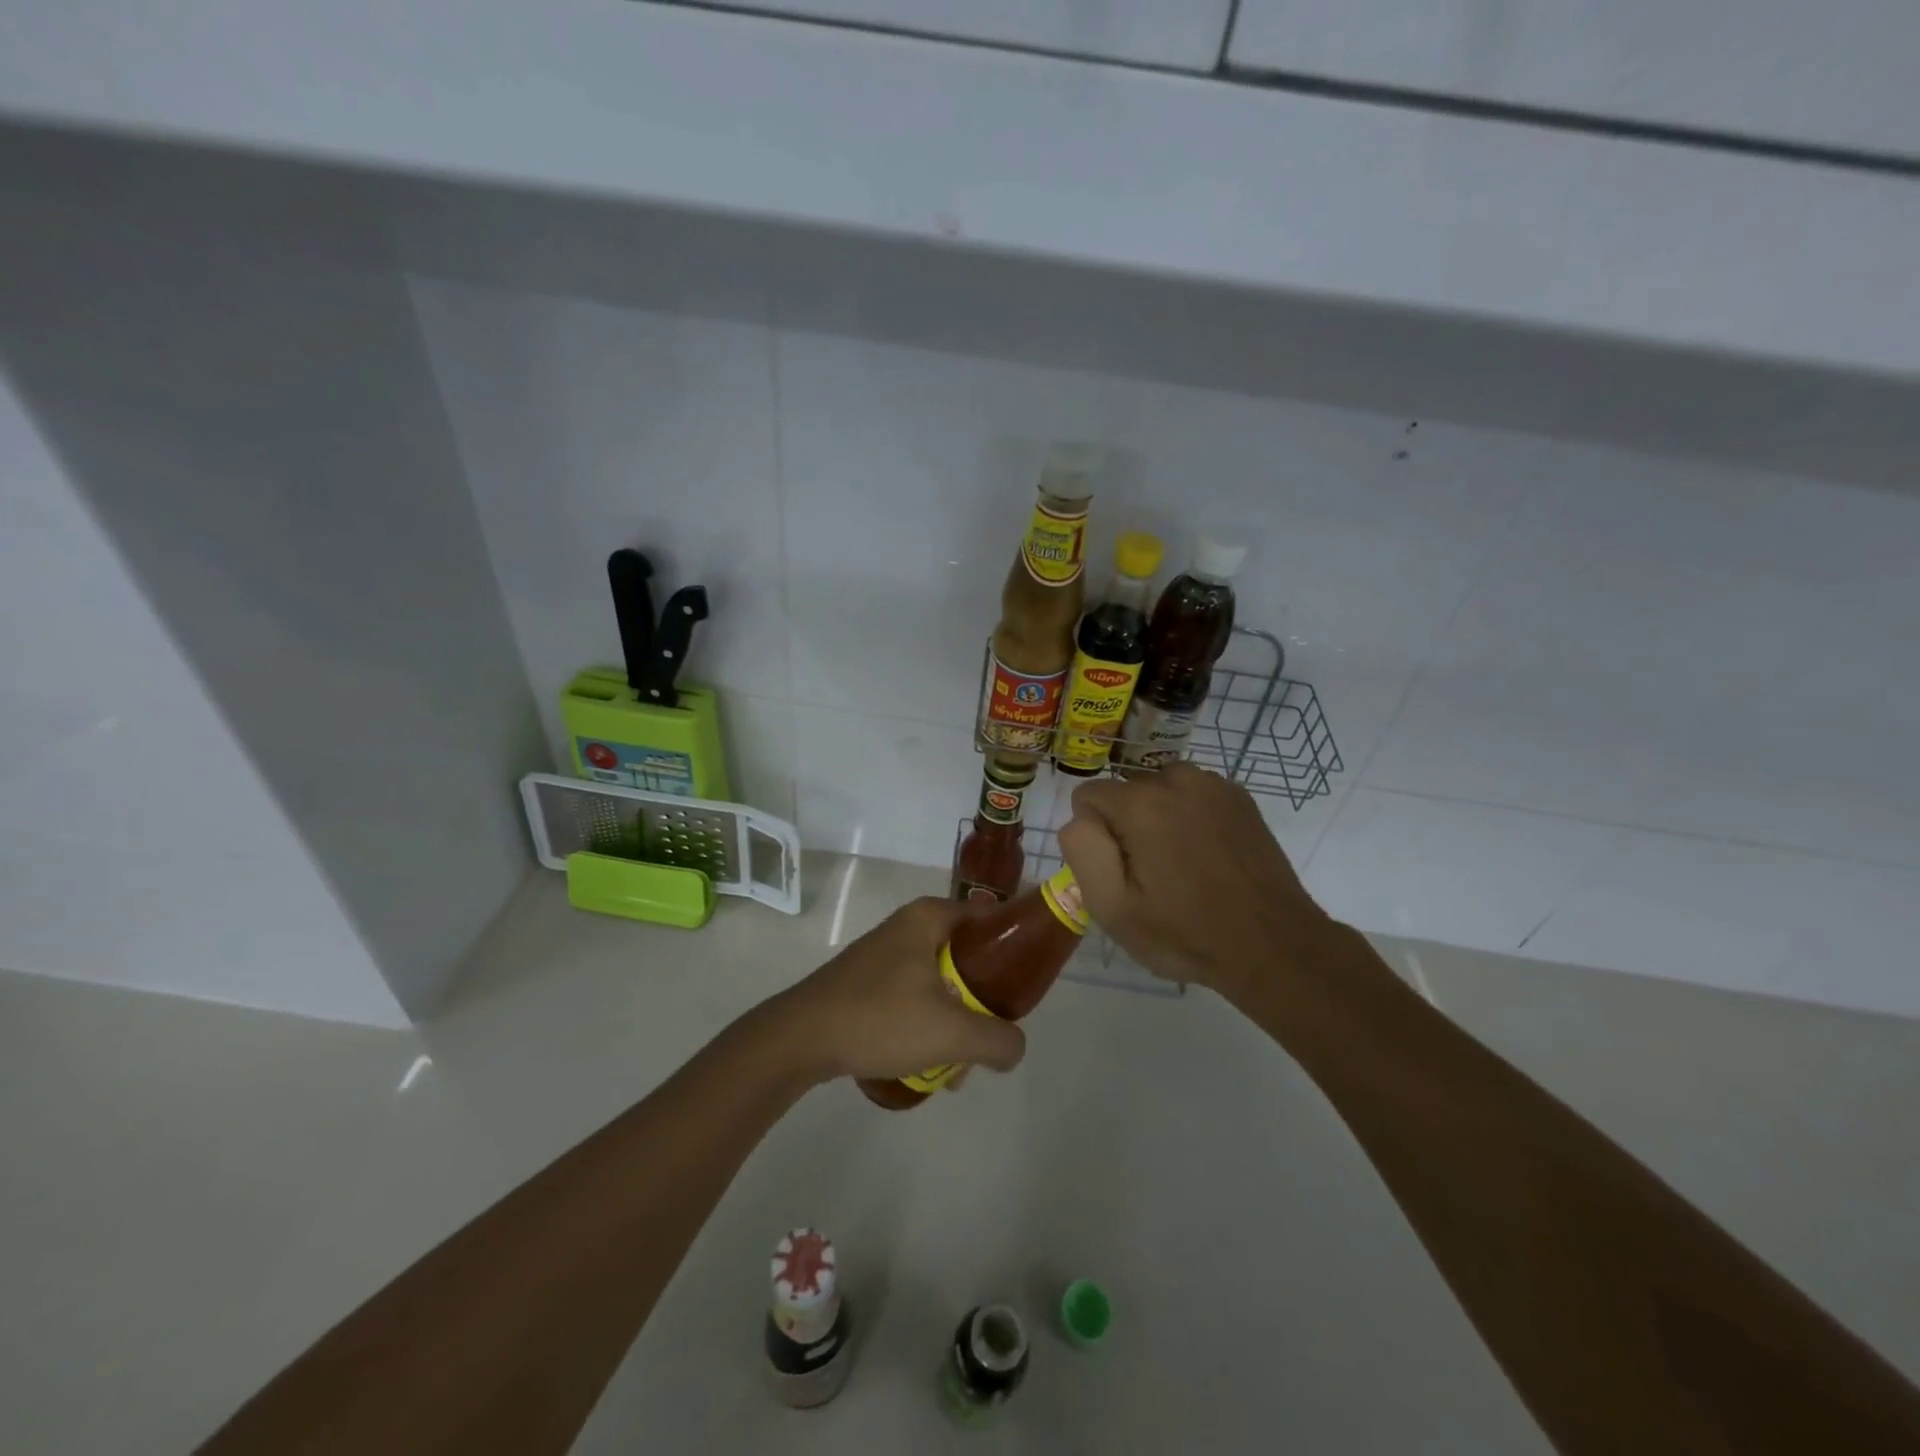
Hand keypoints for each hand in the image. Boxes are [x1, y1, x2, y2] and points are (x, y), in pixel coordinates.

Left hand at [767, 897, 1027, 1084]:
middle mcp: (908, 924)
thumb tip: (1016, 1047)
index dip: (1013, 946)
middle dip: (983, 995)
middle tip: (992, 1029)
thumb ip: (997, 1039)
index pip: (990, 917)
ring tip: (958, 1059)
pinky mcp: (867, 978)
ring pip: (940, 978)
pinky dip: (927, 1019)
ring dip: (955, 1015)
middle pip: (966, 953)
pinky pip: (913, 992)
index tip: (1026, 982)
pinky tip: (924, 1058)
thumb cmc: (880, 1018)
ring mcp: (884, 951)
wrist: (800, 1038)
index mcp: (930, 917)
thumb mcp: (951, 1032)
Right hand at [1059, 762, 1333, 1002]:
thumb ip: (1083, 851)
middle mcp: (1176, 779)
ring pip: (1159, 790)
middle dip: (1127, 825)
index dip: (1095, 836)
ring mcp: (1213, 784)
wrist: (1274, 945)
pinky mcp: (1240, 796)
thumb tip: (1081, 818)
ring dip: (1159, 818)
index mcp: (1141, 804)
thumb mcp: (1114, 908)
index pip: (1088, 796)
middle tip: (1152, 876)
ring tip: (1182, 866)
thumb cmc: (1186, 934)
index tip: (1119, 871)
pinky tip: (1208, 856)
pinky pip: (1193, 795)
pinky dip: (1190, 817)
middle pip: (1126, 792)